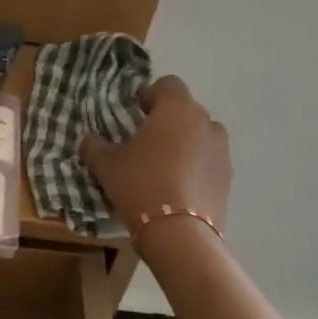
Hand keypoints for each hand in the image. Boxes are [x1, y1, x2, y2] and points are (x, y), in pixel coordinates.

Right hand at [78, 76, 231, 233]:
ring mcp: (222, 150)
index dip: (149, 94)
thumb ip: (94, 146)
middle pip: (186, 109)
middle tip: (144, 140)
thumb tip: (88, 139)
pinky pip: (209, 160)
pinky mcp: (229, 178)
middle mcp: (204, 122)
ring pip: (201, 135)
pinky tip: (177, 185)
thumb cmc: (140, 185)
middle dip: (167, 119)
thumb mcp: (106, 165)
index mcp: (176, 109)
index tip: (134, 112)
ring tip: (164, 164)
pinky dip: (196, 165)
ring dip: (185, 141)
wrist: (179, 234)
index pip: (167, 84)